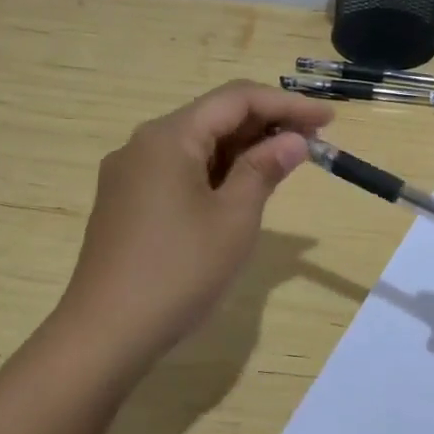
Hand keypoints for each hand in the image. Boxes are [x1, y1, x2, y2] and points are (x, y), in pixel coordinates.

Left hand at [55, 81, 332, 367]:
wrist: (105, 334)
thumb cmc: (178, 271)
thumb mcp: (234, 219)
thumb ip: (264, 170)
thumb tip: (293, 141)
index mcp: (168, 137)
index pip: (236, 99)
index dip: (287, 105)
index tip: (328, 121)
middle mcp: (143, 144)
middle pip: (213, 117)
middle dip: (266, 125)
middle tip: (313, 144)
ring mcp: (130, 174)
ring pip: (196, 145)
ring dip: (242, 150)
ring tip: (285, 164)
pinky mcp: (126, 202)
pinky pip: (179, 170)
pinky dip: (216, 171)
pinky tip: (241, 188)